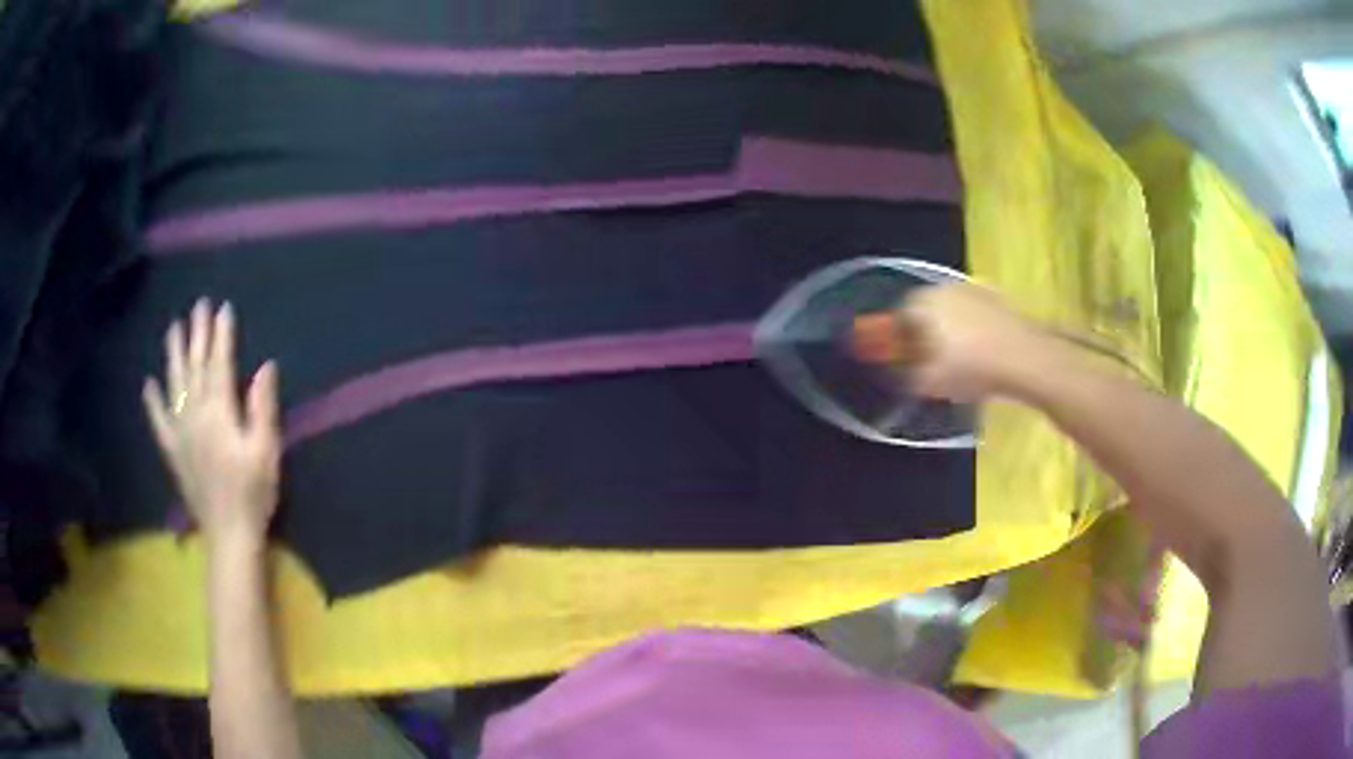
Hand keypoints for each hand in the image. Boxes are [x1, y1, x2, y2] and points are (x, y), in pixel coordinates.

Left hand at [142, 299, 281, 547]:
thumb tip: (265, 367)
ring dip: (174, 355)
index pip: (219, 364)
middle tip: (198, 306)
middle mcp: (195, 415)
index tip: (223, 309)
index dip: (221, 336)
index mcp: (219, 413)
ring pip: (174, 385)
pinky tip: (148, 384)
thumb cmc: (253, 493)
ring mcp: (180, 432)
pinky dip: (153, 402)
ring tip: (173, 329)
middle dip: (197, 334)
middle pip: (195, 367)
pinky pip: (159, 421)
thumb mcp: (266, 451)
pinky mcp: (173, 451)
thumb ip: (262, 408)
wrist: (229, 534)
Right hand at [856, 283, 1051, 402]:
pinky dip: (971, 331)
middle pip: (923, 312)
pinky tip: (979, 355)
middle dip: (923, 335)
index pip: (897, 318)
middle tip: (929, 362)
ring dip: (949, 333)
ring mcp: (971, 290)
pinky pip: (973, 316)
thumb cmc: (970, 368)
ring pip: (950, 313)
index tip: (904, 362)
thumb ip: (905, 374)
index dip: (898, 342)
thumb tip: (898, 370)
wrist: (1024, 359)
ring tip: (957, 362)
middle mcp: (942, 288)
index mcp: (920, 302)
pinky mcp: (996, 298)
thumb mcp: (927, 382)